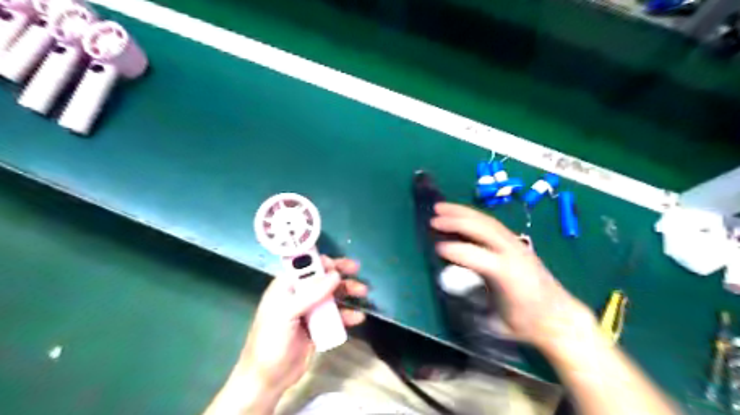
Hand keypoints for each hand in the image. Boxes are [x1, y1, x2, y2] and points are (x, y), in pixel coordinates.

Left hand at [237, 256, 365, 395]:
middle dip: (340, 274)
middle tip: (357, 270)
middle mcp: (299, 295)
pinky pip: (335, 315)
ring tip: (363, 292)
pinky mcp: (318, 326)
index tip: (339, 264)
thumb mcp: (286, 314)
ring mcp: (309, 311)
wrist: (267, 379)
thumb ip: (310, 294)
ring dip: (347, 292)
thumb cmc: (270, 342)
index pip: (305, 266)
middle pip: (322, 278)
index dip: (322, 262)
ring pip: (332, 295)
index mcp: (285, 287)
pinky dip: (347, 314)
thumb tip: (335, 275)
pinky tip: (358, 318)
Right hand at [432, 202, 596, 351]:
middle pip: (483, 229)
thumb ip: (473, 302)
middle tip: (433, 218)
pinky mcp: (515, 242)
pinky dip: (473, 216)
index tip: (436, 248)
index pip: (478, 257)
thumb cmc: (525, 323)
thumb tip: (449, 284)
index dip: (456, 251)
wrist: (558, 316)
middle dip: (456, 221)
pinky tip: (460, 214)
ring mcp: (516, 245)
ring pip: (486, 221)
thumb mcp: (496, 322)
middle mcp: (513, 253)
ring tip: (441, 207)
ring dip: (462, 212)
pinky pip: (491, 223)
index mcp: (508, 275)